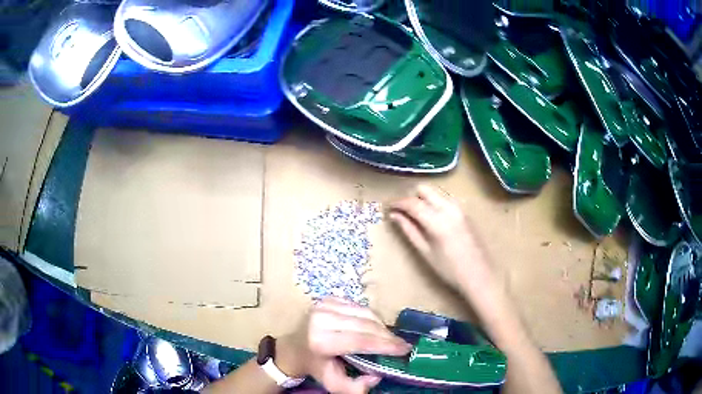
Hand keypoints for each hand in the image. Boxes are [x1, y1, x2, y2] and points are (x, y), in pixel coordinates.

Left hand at [276, 297, 410, 393]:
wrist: (293, 348)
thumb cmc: (315, 366)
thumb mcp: (333, 383)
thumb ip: (355, 387)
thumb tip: (376, 377)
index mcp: (320, 341)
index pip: (361, 341)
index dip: (385, 345)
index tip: (405, 349)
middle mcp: (321, 319)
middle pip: (366, 325)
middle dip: (388, 336)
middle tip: (402, 345)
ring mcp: (324, 305)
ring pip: (365, 313)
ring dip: (382, 326)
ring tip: (390, 339)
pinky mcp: (328, 299)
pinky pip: (359, 306)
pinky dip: (371, 318)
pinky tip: (375, 328)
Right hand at [388, 185, 499, 294]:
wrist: (479, 275)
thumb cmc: (449, 269)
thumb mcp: (425, 252)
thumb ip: (409, 230)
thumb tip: (394, 215)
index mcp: (437, 220)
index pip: (412, 203)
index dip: (397, 203)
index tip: (388, 207)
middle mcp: (449, 208)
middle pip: (425, 189)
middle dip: (411, 197)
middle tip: (403, 212)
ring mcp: (460, 208)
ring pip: (436, 192)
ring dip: (423, 199)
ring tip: (416, 216)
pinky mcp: (465, 211)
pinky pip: (445, 199)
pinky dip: (435, 203)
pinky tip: (433, 219)